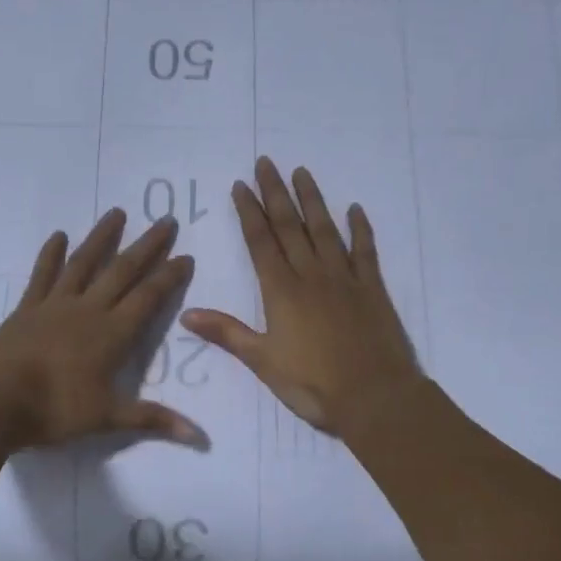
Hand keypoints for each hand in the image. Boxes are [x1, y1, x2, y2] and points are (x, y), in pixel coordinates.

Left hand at [0, 210, 202, 450]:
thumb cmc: (54, 410)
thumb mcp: (108, 418)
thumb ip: (153, 419)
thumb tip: (200, 437)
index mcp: (112, 334)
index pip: (149, 298)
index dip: (169, 276)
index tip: (186, 255)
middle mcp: (89, 310)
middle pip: (123, 271)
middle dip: (147, 246)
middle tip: (165, 220)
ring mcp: (56, 304)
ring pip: (85, 263)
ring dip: (102, 237)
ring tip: (117, 212)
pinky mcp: (28, 307)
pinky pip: (43, 275)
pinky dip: (51, 255)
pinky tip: (57, 236)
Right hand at [181, 158, 419, 435]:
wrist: (375, 397)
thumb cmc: (313, 384)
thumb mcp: (262, 362)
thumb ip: (226, 333)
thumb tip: (185, 314)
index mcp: (282, 290)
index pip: (260, 241)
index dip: (249, 211)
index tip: (241, 184)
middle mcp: (311, 275)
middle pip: (289, 226)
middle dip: (275, 193)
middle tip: (266, 162)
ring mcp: (344, 278)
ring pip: (324, 230)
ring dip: (311, 200)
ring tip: (301, 172)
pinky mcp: (372, 289)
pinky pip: (365, 251)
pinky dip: (360, 229)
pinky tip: (355, 209)